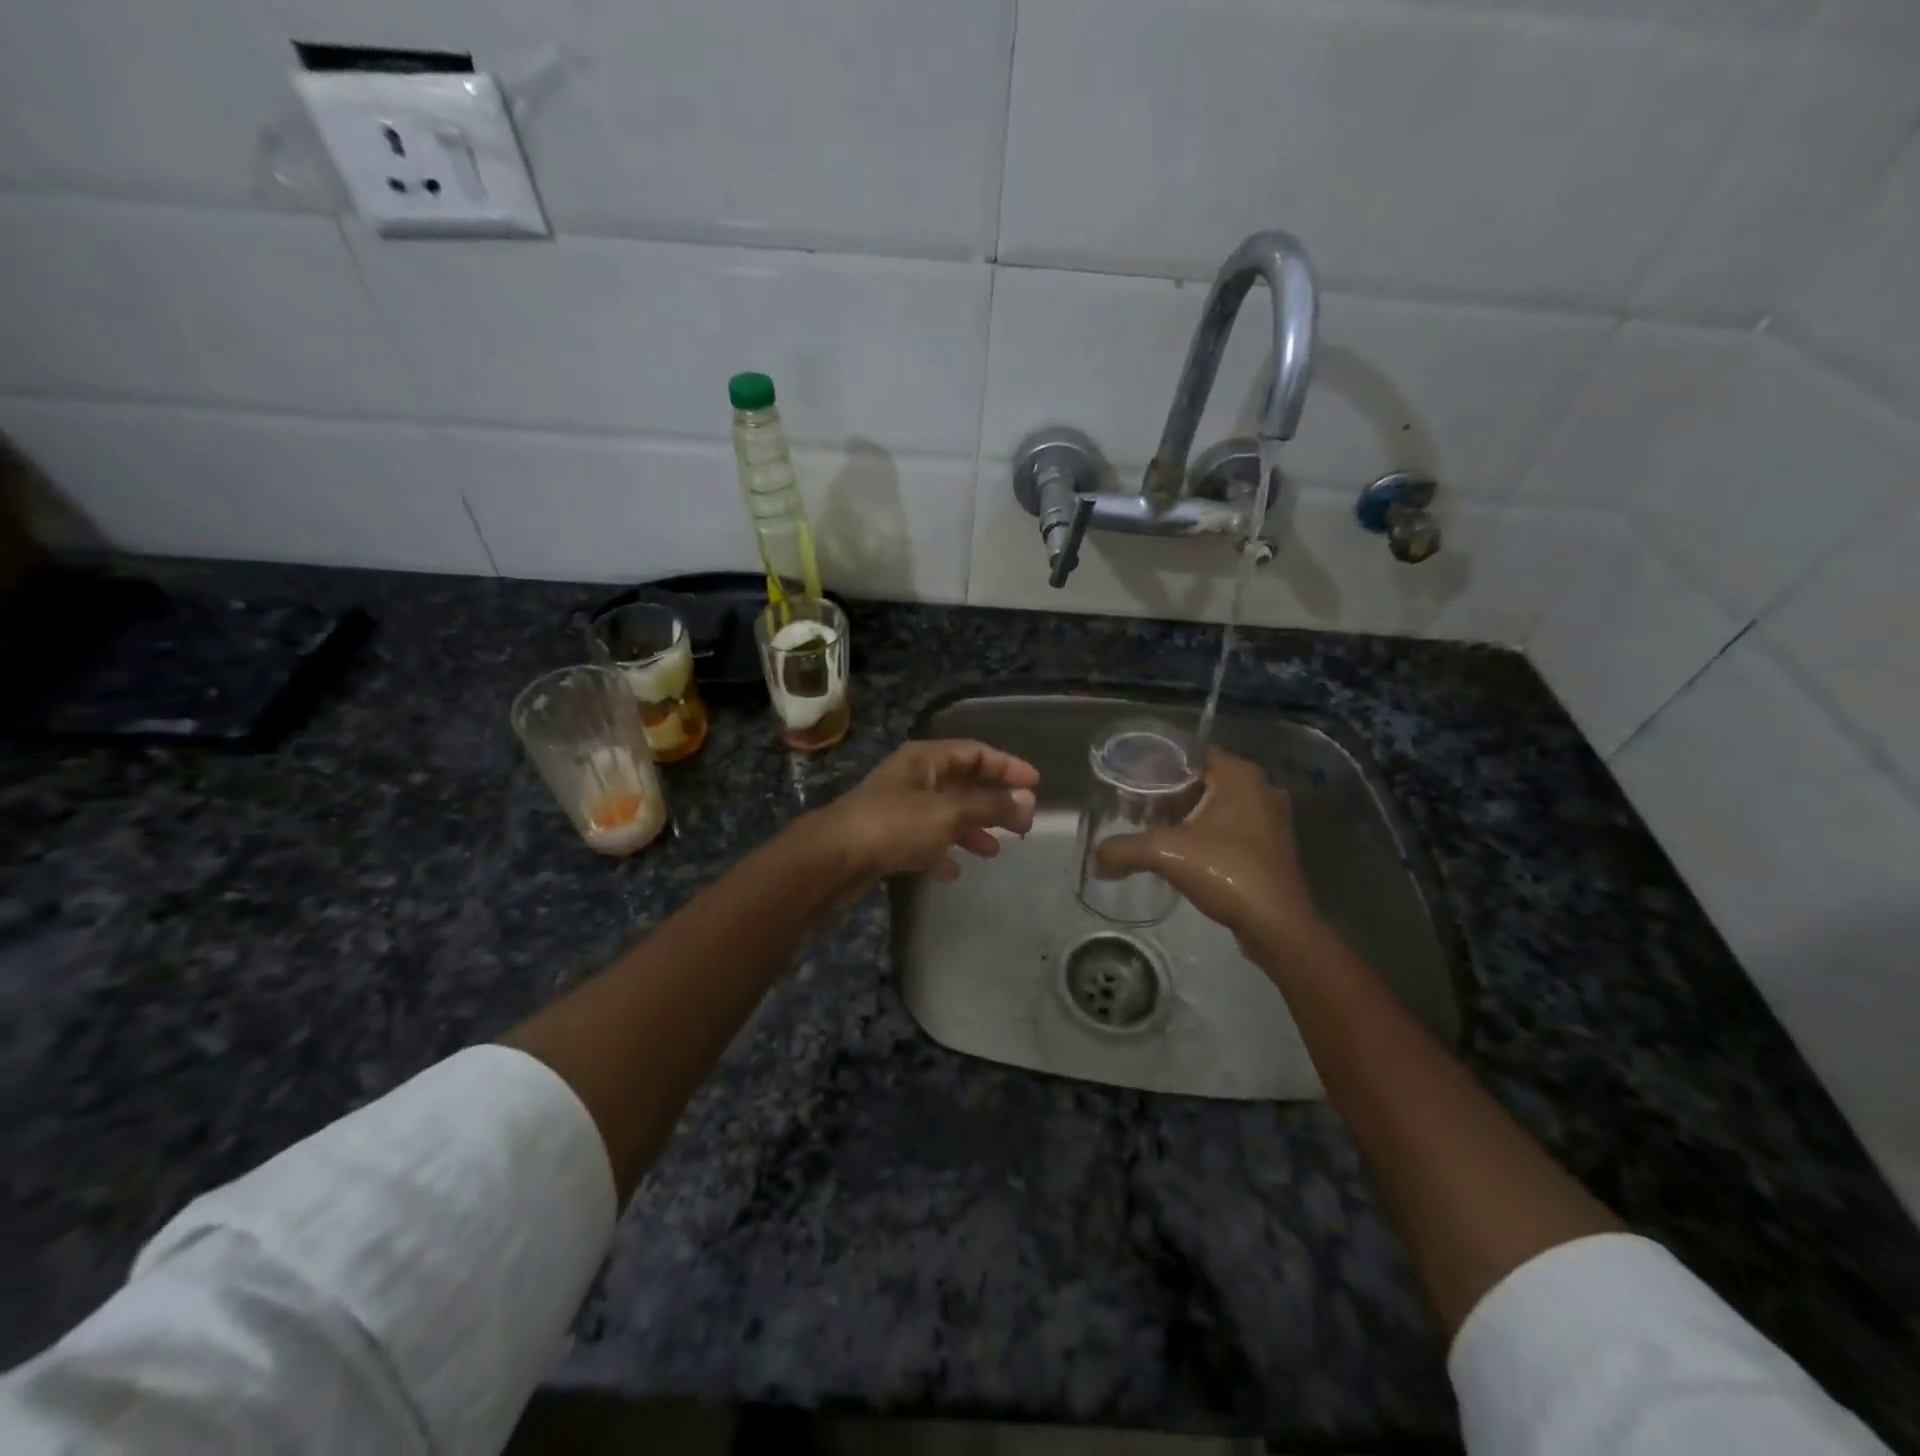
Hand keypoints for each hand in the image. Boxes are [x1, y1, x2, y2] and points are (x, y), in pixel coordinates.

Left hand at [815, 739, 1038, 890]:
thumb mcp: (949, 813)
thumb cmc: (894, 825)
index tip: (1035, 784)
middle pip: (962, 783)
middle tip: (1022, 823)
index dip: (1007, 766)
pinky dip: (942, 850)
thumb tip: (1028, 801)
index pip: (975, 752)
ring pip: (945, 814)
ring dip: (971, 829)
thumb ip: (990, 806)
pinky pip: (924, 840)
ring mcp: (898, 808)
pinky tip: (954, 870)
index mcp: (926, 759)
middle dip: (992, 802)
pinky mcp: (887, 838)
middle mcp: (913, 777)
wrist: (832, 859)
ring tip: (995, 850)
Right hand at [1094, 747, 1323, 963]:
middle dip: (1167, 791)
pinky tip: (1180, 851)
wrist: (1278, 926)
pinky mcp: (1270, 847)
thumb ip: (1125, 850)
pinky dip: (1203, 832)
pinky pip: (1229, 827)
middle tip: (1136, 804)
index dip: (1158, 762)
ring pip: (1216, 804)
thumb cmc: (1228, 872)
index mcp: (1240, 776)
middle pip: (1202, 778)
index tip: (1130, 777)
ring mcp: (1269, 820)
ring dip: (1185, 814)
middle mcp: (1259, 789)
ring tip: (1152, 827)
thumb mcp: (1166, 854)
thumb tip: (1095, 860)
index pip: (1191, 752)